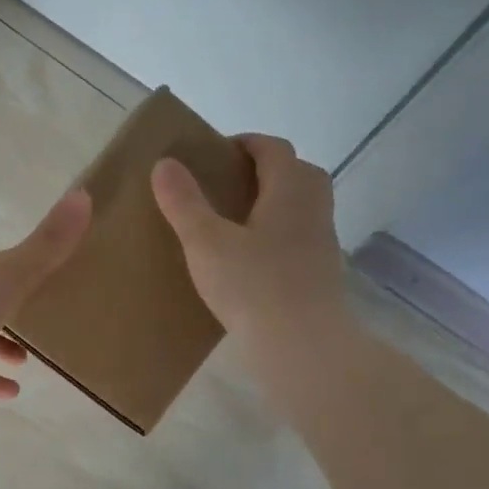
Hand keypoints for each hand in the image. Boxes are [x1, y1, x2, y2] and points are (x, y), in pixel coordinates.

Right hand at [150, 134, 347, 344]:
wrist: (303, 346)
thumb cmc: (253, 286)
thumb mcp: (206, 242)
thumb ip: (184, 202)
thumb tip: (165, 163)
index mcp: (290, 189)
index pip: (274, 148)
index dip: (246, 143)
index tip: (217, 153)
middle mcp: (314, 208)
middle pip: (297, 172)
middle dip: (266, 170)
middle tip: (228, 185)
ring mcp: (323, 242)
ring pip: (302, 207)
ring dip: (275, 203)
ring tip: (236, 222)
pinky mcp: (322, 273)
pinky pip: (301, 238)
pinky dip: (280, 235)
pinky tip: (253, 260)